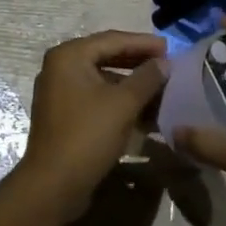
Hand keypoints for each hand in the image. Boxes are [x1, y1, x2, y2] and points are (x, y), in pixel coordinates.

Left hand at [18, 31, 167, 224]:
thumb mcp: (123, 104)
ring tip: (162, 89)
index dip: (144, 43)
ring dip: (132, 84)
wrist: (53, 185)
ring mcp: (60, 92)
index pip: (113, 39)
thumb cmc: (87, 136)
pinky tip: (145, 111)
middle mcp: (60, 68)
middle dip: (139, 63)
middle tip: (168, 65)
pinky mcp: (65, 114)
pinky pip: (97, 98)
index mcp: (69, 56)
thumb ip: (147, 78)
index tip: (171, 48)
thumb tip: (164, 62)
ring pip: (104, 79)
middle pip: (107, 56)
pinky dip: (120, 101)